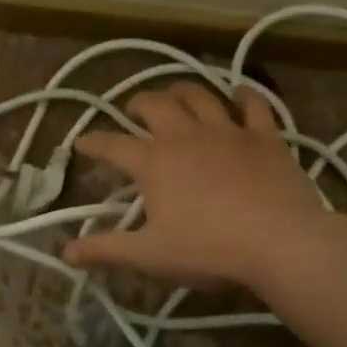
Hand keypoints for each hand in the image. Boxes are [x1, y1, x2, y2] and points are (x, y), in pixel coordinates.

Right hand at [63, 83, 326, 288]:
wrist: (280, 242)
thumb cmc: (209, 250)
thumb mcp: (150, 255)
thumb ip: (106, 250)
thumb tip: (66, 252)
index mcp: (154, 162)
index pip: (112, 145)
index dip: (93, 143)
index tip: (81, 142)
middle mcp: (186, 136)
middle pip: (155, 105)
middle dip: (138, 102)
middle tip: (133, 108)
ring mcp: (228, 131)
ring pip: (199, 95)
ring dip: (182, 90)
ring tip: (175, 94)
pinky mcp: (265, 136)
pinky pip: (253, 105)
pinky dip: (243, 96)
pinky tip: (238, 95)